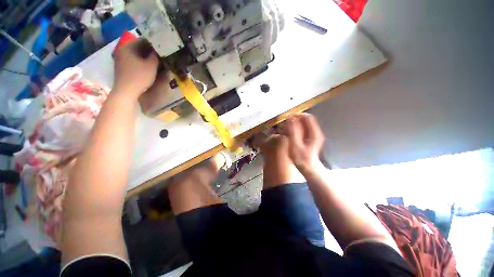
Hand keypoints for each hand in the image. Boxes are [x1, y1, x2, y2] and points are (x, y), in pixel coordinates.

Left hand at [113, 38, 158, 98]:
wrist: (126, 92)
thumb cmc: (139, 77)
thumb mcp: (151, 66)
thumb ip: (155, 56)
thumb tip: (158, 51)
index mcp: (128, 47)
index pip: (143, 40)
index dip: (155, 44)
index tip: (163, 49)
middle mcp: (122, 50)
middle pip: (139, 47)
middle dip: (150, 51)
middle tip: (161, 56)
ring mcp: (121, 59)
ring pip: (136, 54)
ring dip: (146, 57)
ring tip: (156, 62)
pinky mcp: (122, 67)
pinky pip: (133, 60)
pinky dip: (141, 62)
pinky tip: (148, 67)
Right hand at [284, 113, 324, 172]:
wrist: (308, 168)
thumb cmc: (301, 159)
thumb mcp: (295, 145)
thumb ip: (293, 132)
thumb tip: (290, 119)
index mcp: (314, 133)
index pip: (307, 117)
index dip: (297, 115)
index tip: (287, 117)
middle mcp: (316, 131)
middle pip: (306, 119)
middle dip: (295, 118)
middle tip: (286, 122)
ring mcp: (314, 134)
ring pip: (305, 123)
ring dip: (295, 122)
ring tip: (287, 126)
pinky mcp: (310, 137)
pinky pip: (303, 128)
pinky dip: (296, 127)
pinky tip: (290, 131)